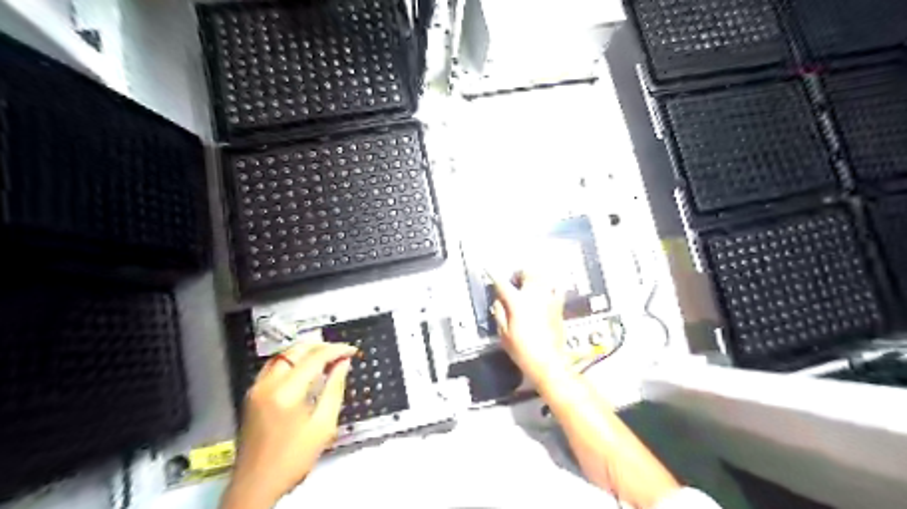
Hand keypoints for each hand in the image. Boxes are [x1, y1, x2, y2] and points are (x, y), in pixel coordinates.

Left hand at [220, 339, 354, 507]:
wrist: (255, 485)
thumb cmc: (293, 459)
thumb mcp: (323, 426)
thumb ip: (334, 389)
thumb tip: (343, 363)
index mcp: (286, 392)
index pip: (315, 357)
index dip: (336, 350)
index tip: (352, 351)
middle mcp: (267, 384)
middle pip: (296, 350)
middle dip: (321, 346)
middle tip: (340, 352)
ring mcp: (256, 388)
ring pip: (283, 355)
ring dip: (305, 351)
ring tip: (326, 357)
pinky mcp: (252, 395)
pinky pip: (273, 366)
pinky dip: (291, 361)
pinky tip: (305, 368)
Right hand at [493, 270, 568, 384]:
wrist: (548, 362)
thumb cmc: (524, 351)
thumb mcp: (504, 333)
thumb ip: (499, 312)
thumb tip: (499, 300)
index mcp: (518, 302)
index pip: (502, 283)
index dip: (494, 275)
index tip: (489, 270)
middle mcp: (535, 296)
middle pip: (528, 273)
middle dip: (519, 273)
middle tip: (513, 280)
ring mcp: (549, 299)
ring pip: (543, 276)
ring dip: (534, 276)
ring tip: (529, 283)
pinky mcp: (559, 306)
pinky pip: (555, 288)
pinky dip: (549, 285)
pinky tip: (545, 291)